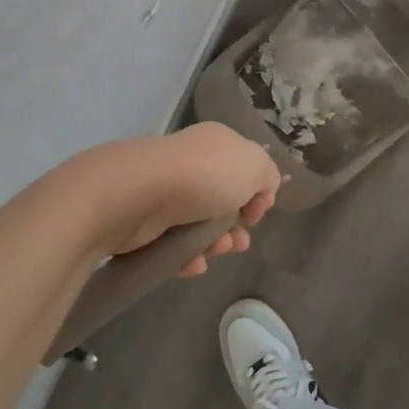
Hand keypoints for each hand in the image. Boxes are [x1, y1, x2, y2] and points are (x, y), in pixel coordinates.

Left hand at [84, 123, 280, 275]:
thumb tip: (259, 194)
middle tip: (239, 242)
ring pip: (200, 225)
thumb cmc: (206, 175)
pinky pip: (173, 243)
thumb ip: (268, 177)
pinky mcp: (145, 222)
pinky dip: (187, 257)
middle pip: (224, 200)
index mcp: (218, 144)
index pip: (245, 169)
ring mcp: (166, 192)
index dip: (257, 194)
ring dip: (216, 244)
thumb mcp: (256, 166)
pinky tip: (194, 264)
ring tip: (217, 252)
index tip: (257, 213)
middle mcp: (192, 164)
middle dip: (237, 227)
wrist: (140, 194)